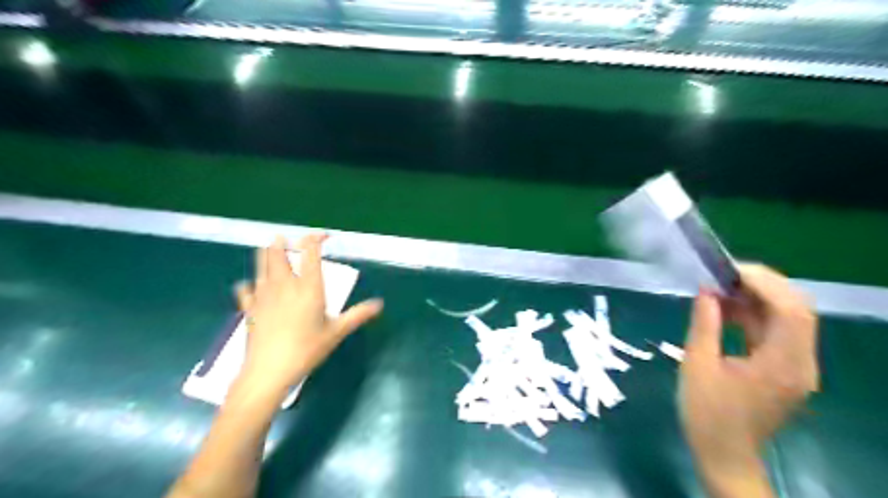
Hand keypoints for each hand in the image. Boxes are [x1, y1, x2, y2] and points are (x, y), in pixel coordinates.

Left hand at [231, 235, 380, 394]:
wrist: (268, 371)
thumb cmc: (307, 349)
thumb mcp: (336, 332)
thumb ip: (357, 315)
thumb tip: (379, 304)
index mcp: (308, 287)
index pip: (310, 252)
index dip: (315, 238)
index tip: (323, 235)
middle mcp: (284, 284)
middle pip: (277, 253)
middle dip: (283, 242)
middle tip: (287, 238)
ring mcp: (263, 294)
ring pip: (260, 264)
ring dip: (266, 253)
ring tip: (270, 248)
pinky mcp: (249, 308)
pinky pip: (246, 288)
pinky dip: (250, 283)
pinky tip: (251, 286)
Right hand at [681, 264, 817, 493]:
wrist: (724, 455)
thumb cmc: (706, 412)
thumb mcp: (697, 364)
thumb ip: (705, 324)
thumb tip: (706, 291)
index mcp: (782, 364)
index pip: (791, 309)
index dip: (763, 282)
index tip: (727, 270)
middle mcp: (800, 364)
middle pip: (798, 310)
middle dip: (763, 285)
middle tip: (723, 275)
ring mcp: (796, 368)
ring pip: (789, 319)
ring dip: (757, 299)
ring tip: (719, 290)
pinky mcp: (785, 371)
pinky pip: (777, 333)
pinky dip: (755, 316)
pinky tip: (727, 311)